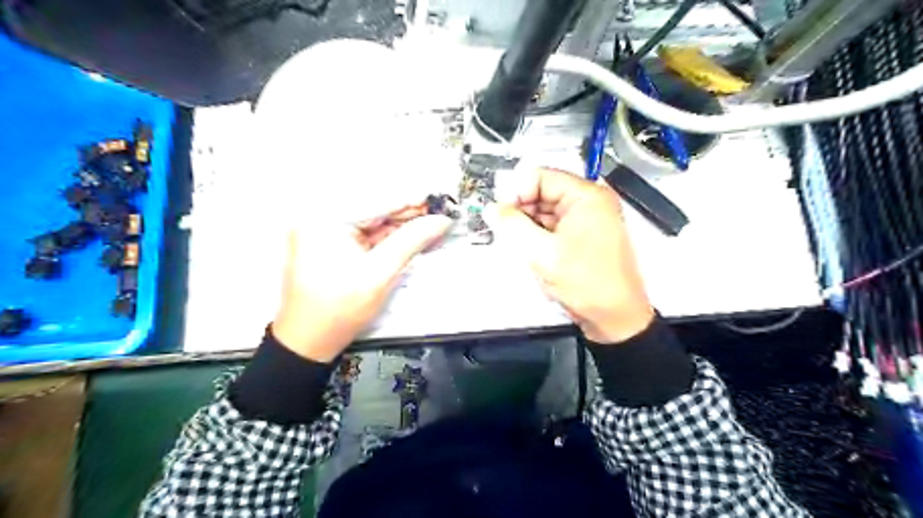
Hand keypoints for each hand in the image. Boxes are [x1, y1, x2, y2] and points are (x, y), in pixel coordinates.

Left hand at [271, 212, 451, 361]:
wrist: (307, 341)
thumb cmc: (339, 310)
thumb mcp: (380, 274)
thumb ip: (412, 241)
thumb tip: (442, 220)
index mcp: (325, 217)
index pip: (379, 199)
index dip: (414, 200)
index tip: (443, 202)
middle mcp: (320, 214)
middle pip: (375, 207)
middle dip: (409, 213)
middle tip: (441, 217)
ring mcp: (322, 228)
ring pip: (372, 219)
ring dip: (401, 224)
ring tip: (432, 225)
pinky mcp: (328, 240)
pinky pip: (365, 231)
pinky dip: (388, 235)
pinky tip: (411, 235)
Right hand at [485, 167, 651, 342]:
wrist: (614, 317)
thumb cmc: (588, 284)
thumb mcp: (542, 252)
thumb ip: (512, 226)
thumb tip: (492, 209)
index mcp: (587, 196)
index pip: (541, 176)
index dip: (517, 192)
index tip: (502, 212)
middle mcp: (590, 203)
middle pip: (542, 193)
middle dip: (522, 211)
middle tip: (508, 232)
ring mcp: (588, 220)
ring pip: (546, 212)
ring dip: (529, 227)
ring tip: (525, 248)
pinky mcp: (583, 237)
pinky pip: (554, 227)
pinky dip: (539, 237)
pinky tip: (536, 254)